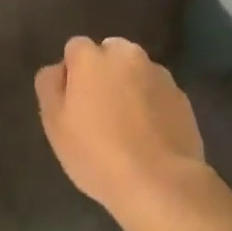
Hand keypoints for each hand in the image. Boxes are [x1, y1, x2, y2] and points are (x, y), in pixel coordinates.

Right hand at [35, 37, 206, 223]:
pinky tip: (149, 136)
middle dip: (103, 73)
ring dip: (130, 87)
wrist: (159, 182)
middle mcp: (127, 55)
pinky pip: (158, 93)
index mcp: (92, 57)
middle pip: (110, 53)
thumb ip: (50, 86)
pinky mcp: (182, 97)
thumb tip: (59, 70)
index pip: (75, 48)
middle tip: (100, 112)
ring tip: (128, 127)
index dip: (72, 73)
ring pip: (136, 72)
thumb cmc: (97, 153)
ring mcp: (159, 74)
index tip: (74, 103)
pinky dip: (152, 105)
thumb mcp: (54, 124)